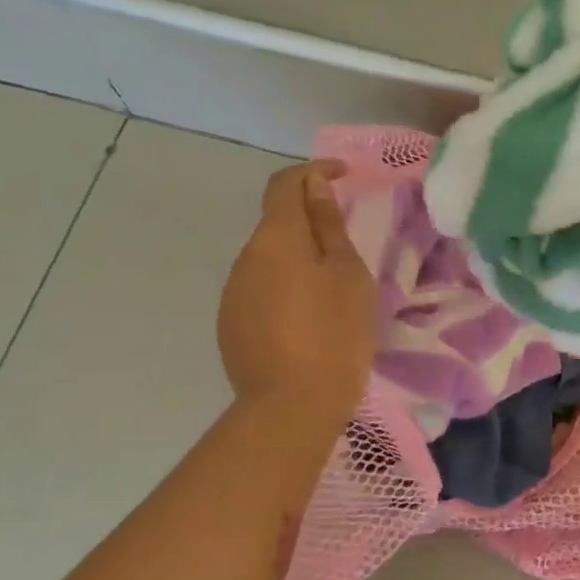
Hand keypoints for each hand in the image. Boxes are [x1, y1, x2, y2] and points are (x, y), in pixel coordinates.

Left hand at [218, 161, 376, 419]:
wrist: (291, 407)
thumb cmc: (334, 334)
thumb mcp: (347, 275)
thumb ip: (328, 225)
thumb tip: (313, 184)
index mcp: (276, 239)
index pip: (285, 184)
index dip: (313, 172)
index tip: (345, 176)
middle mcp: (245, 258)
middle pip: (276, 223)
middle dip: (309, 220)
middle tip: (348, 242)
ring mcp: (233, 293)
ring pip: (269, 260)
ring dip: (298, 258)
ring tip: (332, 288)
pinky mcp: (231, 325)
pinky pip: (261, 290)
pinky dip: (286, 288)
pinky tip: (308, 318)